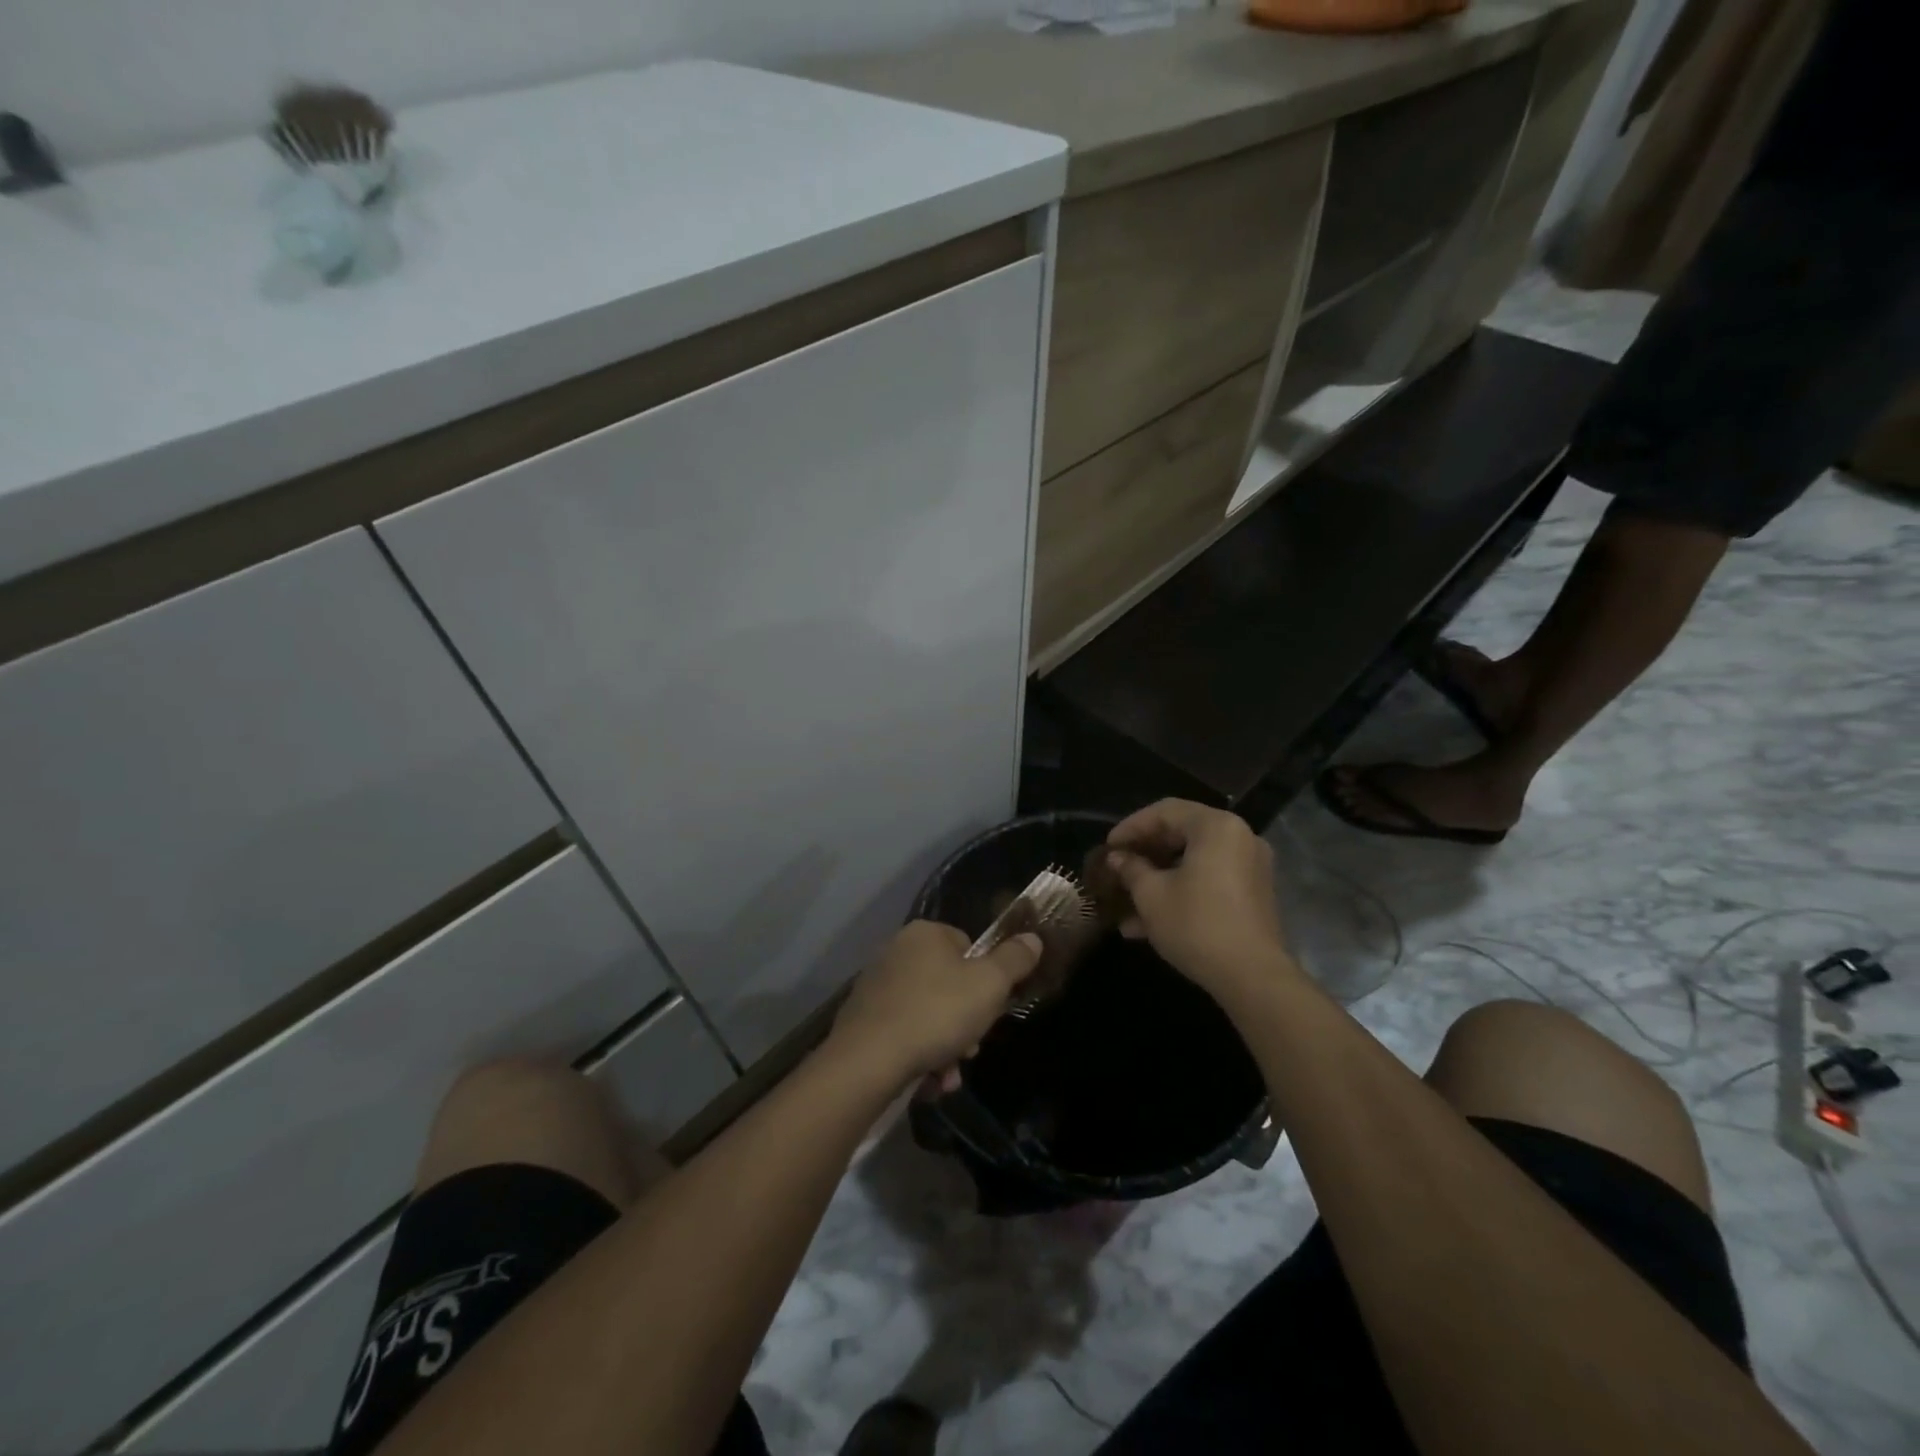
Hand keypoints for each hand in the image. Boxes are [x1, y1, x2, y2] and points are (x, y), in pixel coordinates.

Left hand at [829, 921, 1041, 1092]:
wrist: (868, 1060)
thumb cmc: (936, 1013)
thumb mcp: (989, 985)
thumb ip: (1014, 960)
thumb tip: (1033, 939)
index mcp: (925, 934)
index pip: (968, 947)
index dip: (985, 980)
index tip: (990, 1009)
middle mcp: (896, 951)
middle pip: (948, 984)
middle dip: (965, 1022)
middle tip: (970, 1049)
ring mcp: (876, 985)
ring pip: (928, 1014)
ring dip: (946, 1046)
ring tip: (947, 1075)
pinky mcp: (863, 1018)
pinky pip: (904, 1032)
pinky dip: (919, 1054)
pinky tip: (927, 1081)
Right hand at [1103, 799, 1293, 999]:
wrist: (1252, 977)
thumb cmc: (1196, 924)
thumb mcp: (1151, 895)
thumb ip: (1131, 869)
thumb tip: (1118, 859)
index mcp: (1216, 827)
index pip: (1165, 811)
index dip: (1131, 827)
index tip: (1108, 847)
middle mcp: (1239, 838)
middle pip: (1182, 834)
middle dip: (1144, 854)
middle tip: (1117, 868)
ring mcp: (1250, 868)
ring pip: (1193, 862)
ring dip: (1158, 878)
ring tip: (1125, 903)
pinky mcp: (1252, 895)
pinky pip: (1209, 881)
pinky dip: (1180, 892)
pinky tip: (1147, 924)